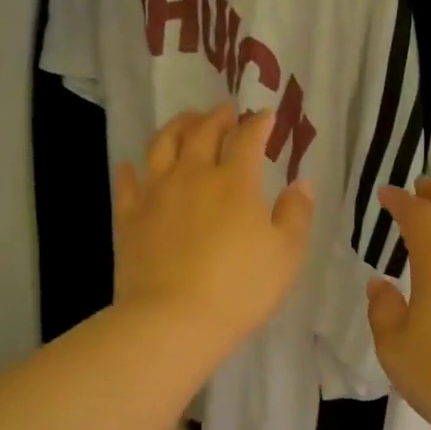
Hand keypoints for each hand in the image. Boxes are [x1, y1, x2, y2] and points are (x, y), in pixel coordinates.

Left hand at [113, 105, 314, 359]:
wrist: (174, 319)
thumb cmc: (240, 288)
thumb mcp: (286, 255)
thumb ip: (296, 215)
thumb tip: (302, 183)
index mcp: (235, 182)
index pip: (248, 139)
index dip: (258, 123)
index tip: (265, 115)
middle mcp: (193, 175)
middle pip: (203, 132)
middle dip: (217, 117)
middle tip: (224, 110)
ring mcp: (156, 193)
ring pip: (162, 144)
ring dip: (176, 126)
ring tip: (185, 122)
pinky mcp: (129, 216)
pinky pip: (127, 182)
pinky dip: (131, 169)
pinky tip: (131, 166)